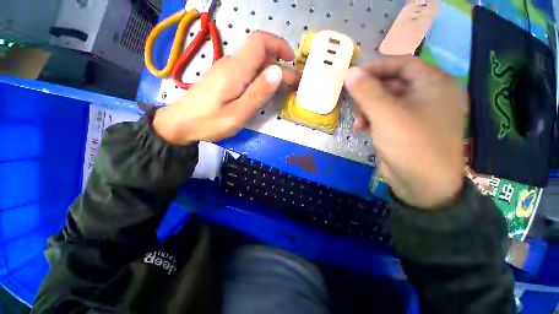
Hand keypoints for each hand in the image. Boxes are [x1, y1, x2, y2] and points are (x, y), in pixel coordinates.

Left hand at [153, 31, 298, 143]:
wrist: (182, 123)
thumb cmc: (210, 122)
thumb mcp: (238, 113)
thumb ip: (258, 92)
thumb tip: (277, 72)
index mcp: (235, 70)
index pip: (259, 42)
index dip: (279, 45)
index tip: (292, 61)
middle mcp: (231, 64)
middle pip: (259, 52)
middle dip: (279, 64)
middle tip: (292, 84)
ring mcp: (226, 70)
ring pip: (253, 62)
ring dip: (271, 71)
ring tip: (281, 88)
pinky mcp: (223, 78)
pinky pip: (246, 71)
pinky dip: (260, 77)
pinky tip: (263, 90)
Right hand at [344, 57, 467, 208]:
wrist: (422, 185)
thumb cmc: (411, 144)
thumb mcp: (386, 115)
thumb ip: (367, 92)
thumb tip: (350, 72)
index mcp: (435, 85)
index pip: (403, 64)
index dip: (377, 67)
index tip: (354, 75)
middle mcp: (429, 96)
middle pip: (393, 83)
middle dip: (369, 93)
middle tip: (352, 102)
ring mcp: (417, 114)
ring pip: (386, 101)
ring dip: (368, 109)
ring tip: (357, 121)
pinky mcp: (406, 129)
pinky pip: (386, 116)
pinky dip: (372, 119)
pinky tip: (361, 128)